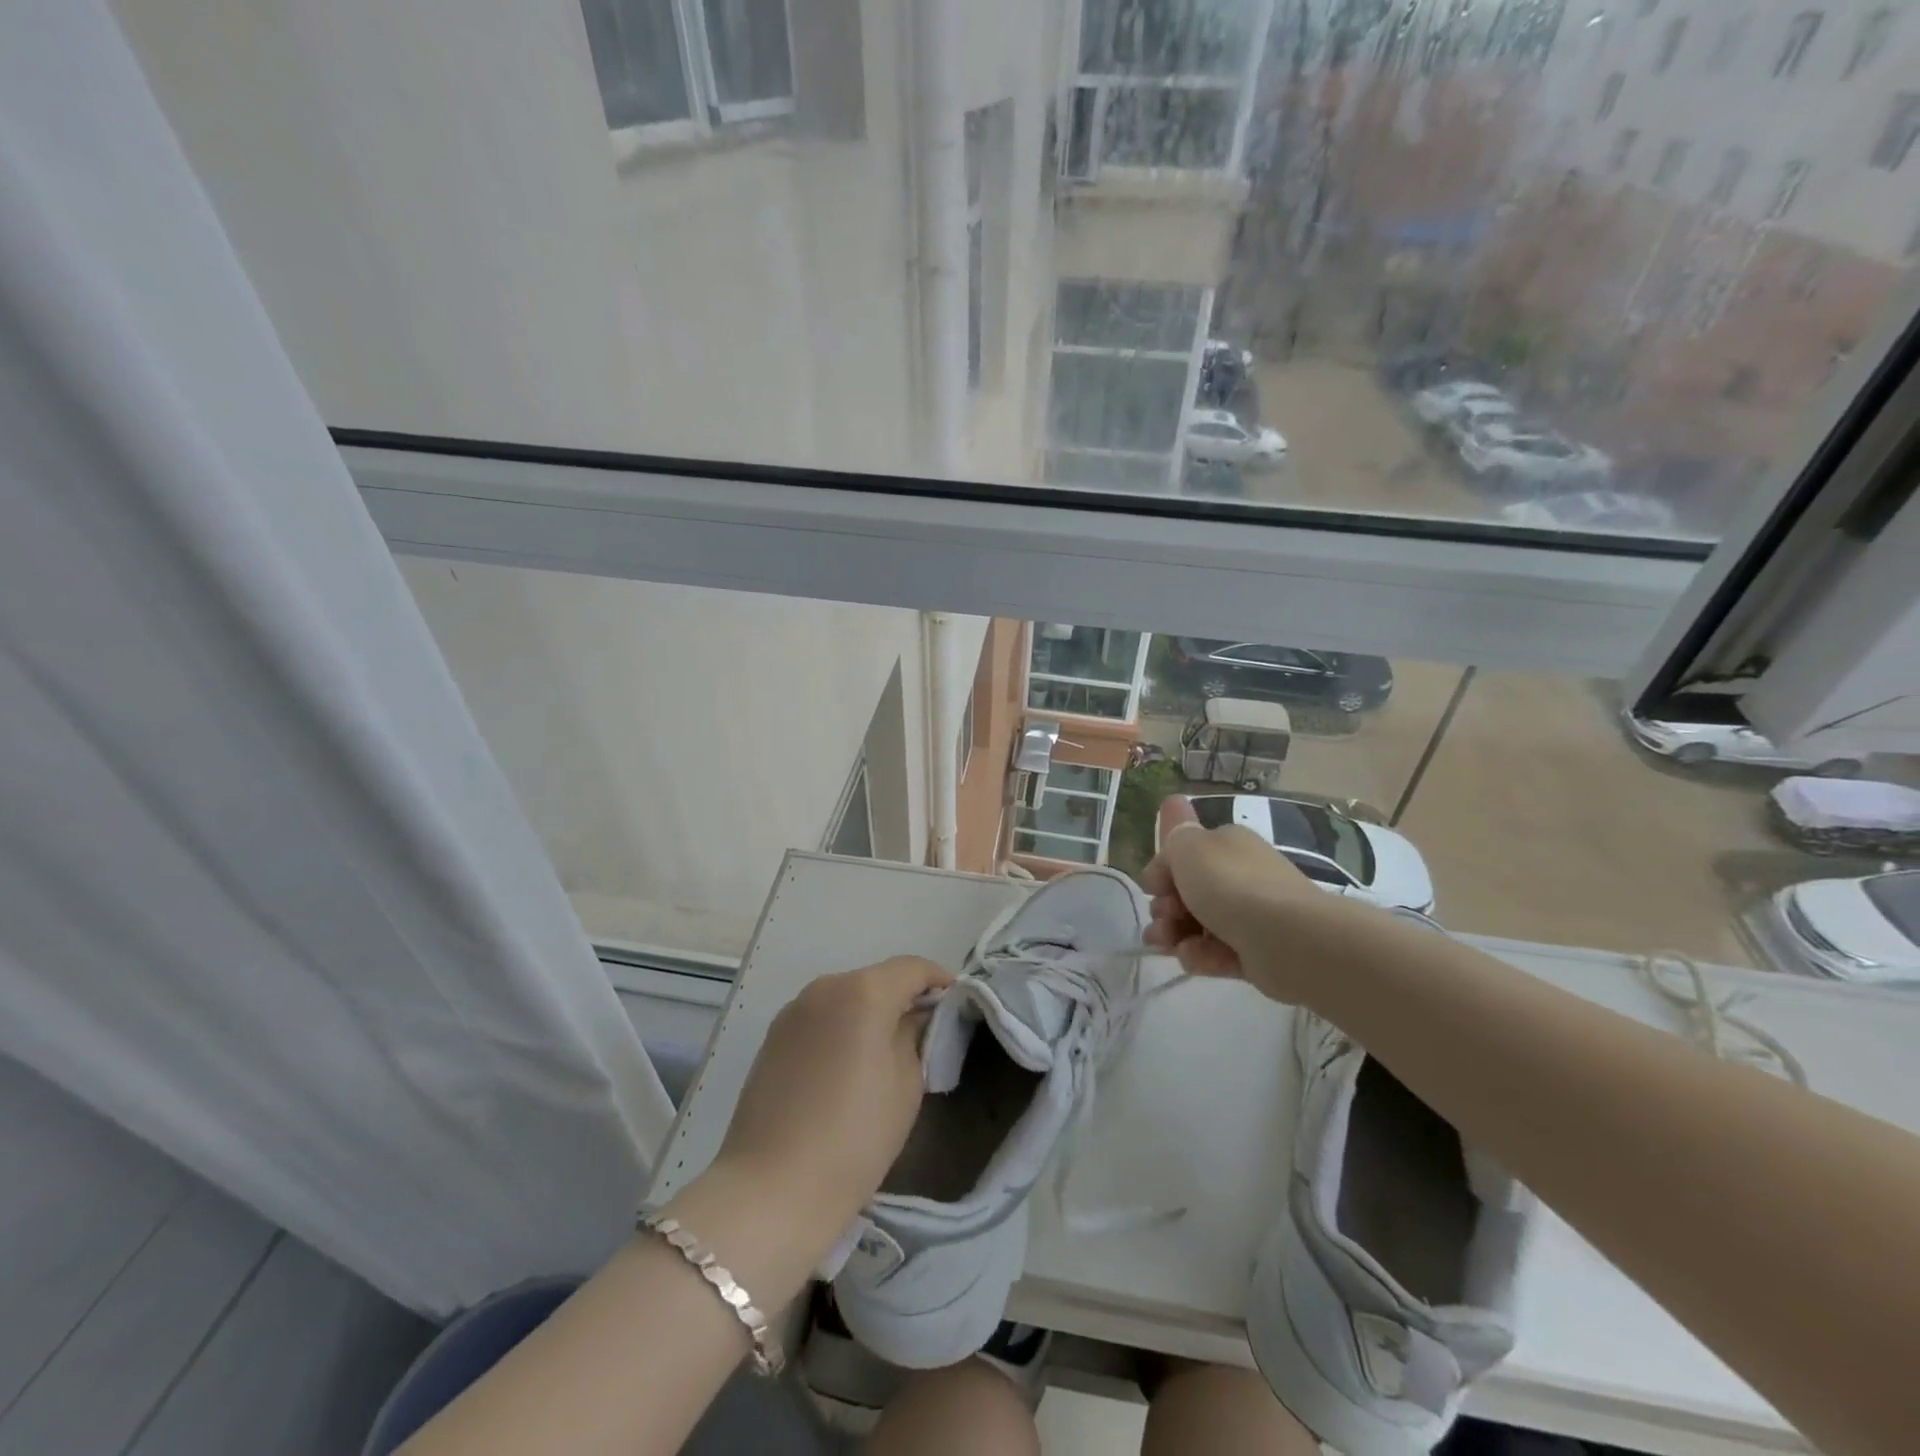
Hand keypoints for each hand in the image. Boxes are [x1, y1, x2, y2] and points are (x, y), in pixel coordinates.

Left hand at [710, 955, 950, 1249]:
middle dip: (903, 998)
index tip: (956, 1006)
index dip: (939, 981)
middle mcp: (826, 987)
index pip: (913, 968)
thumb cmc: (856, 1136)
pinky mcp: (773, 1036)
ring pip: (846, 997)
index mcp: (864, 992)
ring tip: (884, 1052)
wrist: (773, 1188)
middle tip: (924, 1033)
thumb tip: (915, 1018)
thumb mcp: (907, 1084)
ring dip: (869, 1013)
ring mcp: (794, 1010)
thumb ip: (917, 1036)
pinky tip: (845, 1067)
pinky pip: (820, 1018)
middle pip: (876, 980)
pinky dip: (840, 1029)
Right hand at [1141, 795, 1323, 988]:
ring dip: (1174, 934)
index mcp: (1226, 844)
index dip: (1161, 871)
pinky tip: (1194, 958)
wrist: (1288, 938)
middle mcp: (1239, 874)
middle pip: (1188, 891)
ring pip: (1198, 923)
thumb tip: (1171, 836)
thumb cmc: (1231, 885)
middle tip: (1161, 919)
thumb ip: (1173, 838)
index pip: (1184, 853)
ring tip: (1166, 946)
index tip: (1152, 888)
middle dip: (1165, 908)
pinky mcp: (1256, 951)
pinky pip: (1217, 952)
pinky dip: (1201, 955)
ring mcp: (1250, 914)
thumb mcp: (1188, 848)